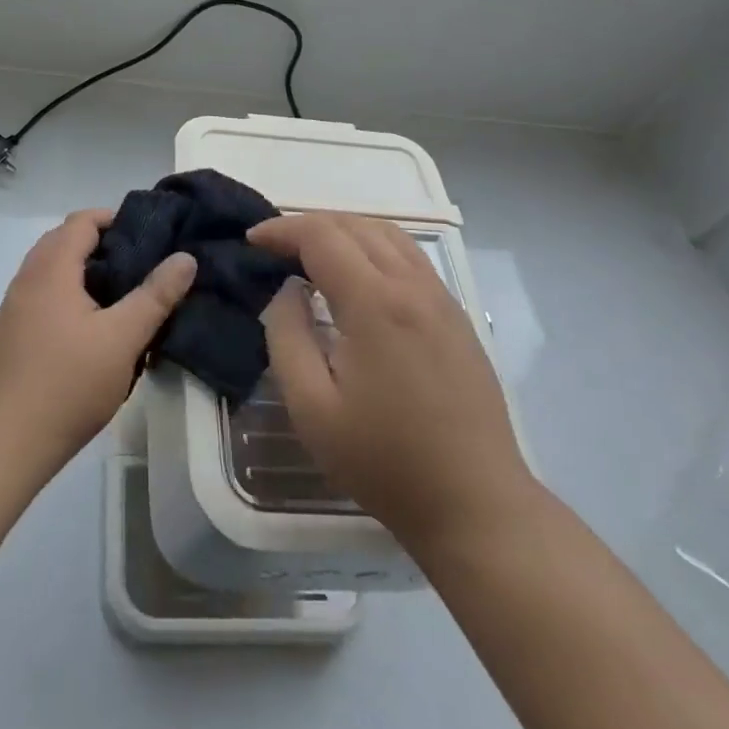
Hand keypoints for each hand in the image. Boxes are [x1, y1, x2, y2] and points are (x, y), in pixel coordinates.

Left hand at [0, 210, 195, 475]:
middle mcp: (27, 277)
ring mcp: (13, 307)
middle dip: (101, 245)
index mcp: (52, 268)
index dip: (115, 219)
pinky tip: (90, 330)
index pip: (82, 220)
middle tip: (138, 265)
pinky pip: (42, 296)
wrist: (3, 444)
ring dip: (83, 272)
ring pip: (51, 270)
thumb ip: (155, 296)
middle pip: (64, 241)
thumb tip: (185, 257)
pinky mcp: (9, 334)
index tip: (148, 237)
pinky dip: (67, 295)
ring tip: (120, 297)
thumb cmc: (67, 385)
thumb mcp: (122, 339)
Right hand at [249, 212, 533, 553]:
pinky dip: (373, 246)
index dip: (282, 229)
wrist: (476, 504)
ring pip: (387, 234)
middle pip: (355, 224)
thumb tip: (288, 290)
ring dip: (343, 230)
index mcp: (375, 302)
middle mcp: (412, 285)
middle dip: (308, 225)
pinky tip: (358, 277)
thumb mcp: (311, 408)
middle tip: (275, 248)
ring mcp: (441, 298)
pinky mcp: (457, 316)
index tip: (252, 242)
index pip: (322, 235)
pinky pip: (409, 257)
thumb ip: (287, 336)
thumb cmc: (385, 461)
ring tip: (312, 254)